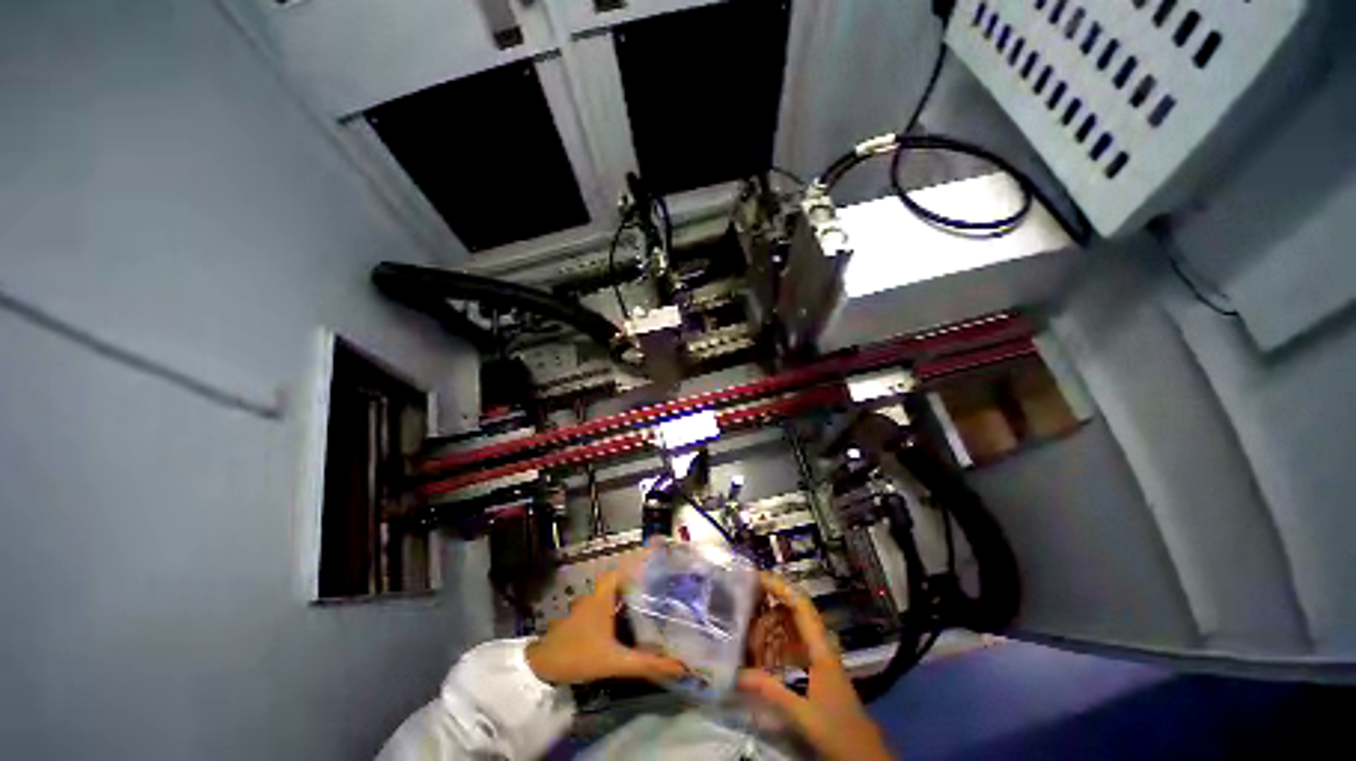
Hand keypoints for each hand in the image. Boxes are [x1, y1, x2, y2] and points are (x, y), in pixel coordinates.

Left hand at [525, 566, 685, 685]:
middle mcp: (595, 596)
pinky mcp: (580, 620)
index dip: (639, 566)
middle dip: (638, 585)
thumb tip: (680, 666)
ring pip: (611, 595)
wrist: (539, 668)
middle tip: (659, 592)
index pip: (623, 570)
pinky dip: (616, 611)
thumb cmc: (578, 655)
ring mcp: (585, 607)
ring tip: (649, 607)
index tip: (658, 569)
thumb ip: (646, 664)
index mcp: (603, 596)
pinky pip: (603, 608)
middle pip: (619, 582)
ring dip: (627, 598)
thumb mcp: (615, 662)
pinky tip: (626, 625)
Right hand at [737, 573, 893, 760]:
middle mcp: (818, 645)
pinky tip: (758, 655)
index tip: (755, 577)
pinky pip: (789, 645)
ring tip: (747, 636)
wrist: (863, 754)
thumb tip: (736, 673)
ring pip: (788, 628)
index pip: (800, 605)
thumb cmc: (837, 729)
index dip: (780, 586)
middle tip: (743, 609)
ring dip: (768, 628)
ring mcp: (815, 656)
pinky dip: (773, 644)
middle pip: (791, 612)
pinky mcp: (812, 668)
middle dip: (767, 607)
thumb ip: (770, 691)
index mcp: (820, 648)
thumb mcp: (802, 713)